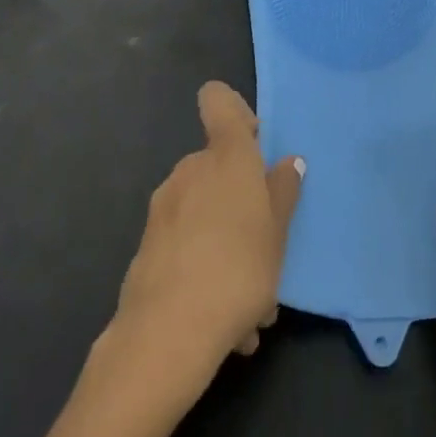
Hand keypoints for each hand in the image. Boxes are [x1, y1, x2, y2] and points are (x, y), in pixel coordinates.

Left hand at [114, 81, 303, 375]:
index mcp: (226, 155)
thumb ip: (283, 192)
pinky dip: (206, 270)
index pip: (219, 101)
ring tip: (253, 303)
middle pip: (218, 166)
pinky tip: (228, 324)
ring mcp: (164, 207)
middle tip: (267, 246)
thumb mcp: (278, 233)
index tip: (255, 141)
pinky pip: (187, 247)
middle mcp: (191, 169)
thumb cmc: (238, 269)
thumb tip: (288, 162)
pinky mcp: (147, 247)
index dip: (235, 111)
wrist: (166, 335)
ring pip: (205, 213)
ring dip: (228, 243)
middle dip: (242, 200)